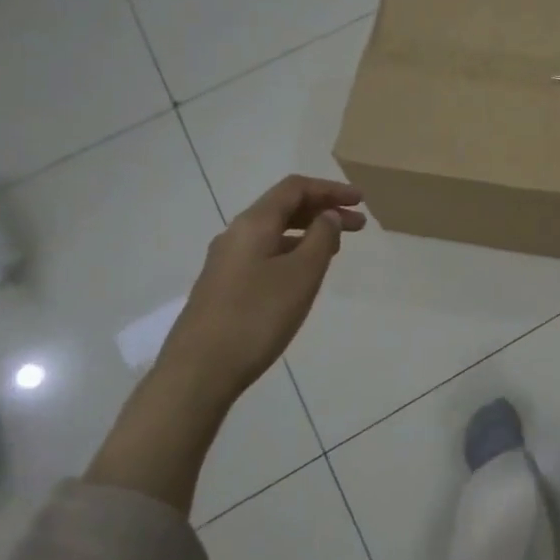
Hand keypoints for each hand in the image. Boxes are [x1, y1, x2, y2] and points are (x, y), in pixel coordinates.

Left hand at [154, 175, 365, 399]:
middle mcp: (236, 234)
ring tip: (337, 248)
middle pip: (284, 208)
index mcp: (253, 224)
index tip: (361, 200)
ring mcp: (226, 262)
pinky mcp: (223, 286)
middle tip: (359, 225)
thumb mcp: (301, 274)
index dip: (330, 189)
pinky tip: (304, 275)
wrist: (198, 371)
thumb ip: (321, 238)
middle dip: (323, 210)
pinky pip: (264, 254)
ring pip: (274, 233)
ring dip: (308, 233)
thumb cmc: (257, 317)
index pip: (295, 188)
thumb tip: (327, 215)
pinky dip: (292, 252)